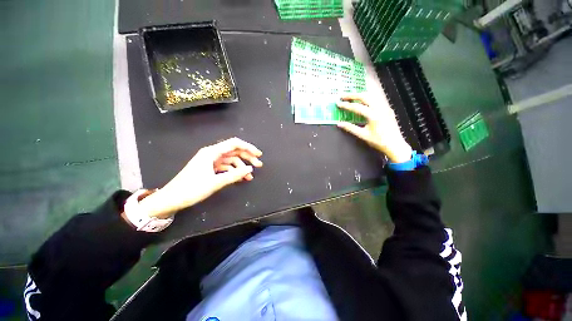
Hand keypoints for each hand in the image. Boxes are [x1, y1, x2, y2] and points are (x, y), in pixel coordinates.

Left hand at [138, 138, 262, 218]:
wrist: (171, 199)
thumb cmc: (191, 189)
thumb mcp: (215, 182)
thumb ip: (234, 175)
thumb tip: (250, 169)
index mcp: (211, 152)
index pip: (234, 144)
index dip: (248, 147)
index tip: (258, 154)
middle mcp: (212, 154)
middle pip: (234, 151)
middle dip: (247, 157)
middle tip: (259, 165)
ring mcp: (211, 161)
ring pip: (231, 160)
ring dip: (242, 167)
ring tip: (250, 176)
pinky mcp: (210, 169)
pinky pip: (226, 167)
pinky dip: (234, 172)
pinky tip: (240, 178)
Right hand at [337, 94, 412, 162]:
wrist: (395, 144)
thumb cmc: (378, 141)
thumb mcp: (363, 135)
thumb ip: (350, 128)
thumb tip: (339, 124)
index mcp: (373, 115)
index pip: (356, 107)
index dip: (346, 105)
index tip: (338, 103)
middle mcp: (379, 108)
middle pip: (364, 96)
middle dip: (352, 95)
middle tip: (343, 96)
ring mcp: (385, 107)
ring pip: (371, 96)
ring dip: (360, 95)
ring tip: (351, 96)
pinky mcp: (387, 109)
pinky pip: (376, 100)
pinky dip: (367, 98)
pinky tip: (363, 102)